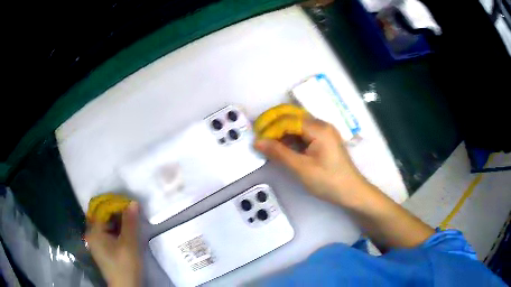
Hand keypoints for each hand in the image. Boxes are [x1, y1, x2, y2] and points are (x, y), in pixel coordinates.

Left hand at [85, 202, 141, 286]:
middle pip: (103, 216)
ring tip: (132, 220)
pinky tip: (127, 232)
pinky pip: (108, 232)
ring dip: (118, 221)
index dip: (116, 204)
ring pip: (106, 224)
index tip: (130, 204)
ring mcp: (96, 242)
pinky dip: (117, 229)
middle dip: (117, 212)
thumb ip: (130, 223)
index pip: (102, 209)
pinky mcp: (102, 249)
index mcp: (94, 232)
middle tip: (132, 212)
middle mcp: (92, 234)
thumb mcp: (129, 244)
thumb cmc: (125, 266)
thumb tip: (133, 202)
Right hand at [254, 119, 367, 205]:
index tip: (256, 138)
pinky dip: (291, 137)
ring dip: (281, 129)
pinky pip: (303, 132)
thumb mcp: (302, 169)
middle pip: (293, 116)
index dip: (270, 127)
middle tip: (258, 133)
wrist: (352, 191)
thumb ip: (279, 153)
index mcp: (318, 128)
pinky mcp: (324, 139)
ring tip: (267, 140)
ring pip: (297, 123)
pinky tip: (282, 145)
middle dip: (274, 122)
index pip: (288, 120)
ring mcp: (324, 131)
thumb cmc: (328, 181)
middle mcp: (321, 124)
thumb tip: (257, 142)